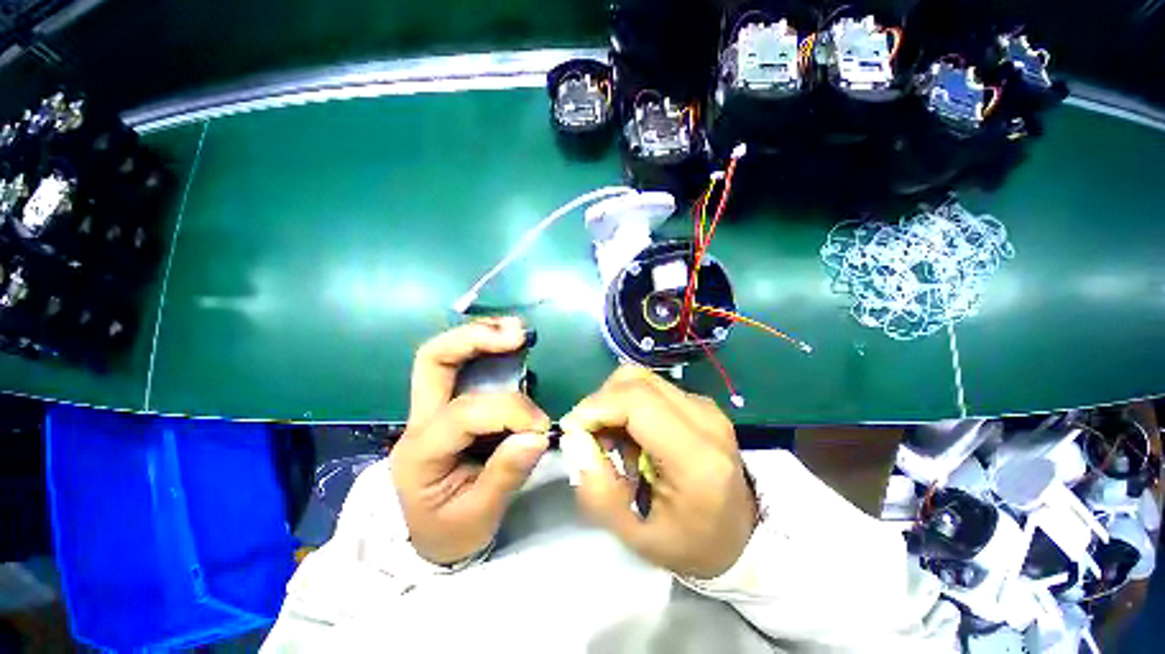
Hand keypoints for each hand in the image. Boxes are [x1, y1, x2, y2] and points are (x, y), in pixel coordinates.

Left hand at [390, 317, 550, 564]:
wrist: (424, 535)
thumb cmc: (448, 530)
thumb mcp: (478, 517)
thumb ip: (506, 475)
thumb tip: (538, 435)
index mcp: (422, 451)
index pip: (466, 413)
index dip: (510, 412)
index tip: (543, 428)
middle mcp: (420, 419)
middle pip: (433, 359)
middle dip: (474, 339)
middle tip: (516, 334)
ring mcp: (432, 407)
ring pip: (444, 354)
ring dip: (481, 334)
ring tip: (517, 330)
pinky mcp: (449, 404)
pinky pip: (463, 365)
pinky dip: (486, 347)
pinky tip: (510, 342)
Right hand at [561, 365, 756, 578]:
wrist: (741, 535)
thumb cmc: (690, 545)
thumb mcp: (636, 537)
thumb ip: (598, 494)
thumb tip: (575, 441)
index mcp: (697, 458)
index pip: (637, 402)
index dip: (596, 407)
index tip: (573, 430)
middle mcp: (705, 419)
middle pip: (636, 380)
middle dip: (601, 402)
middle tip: (591, 439)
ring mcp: (705, 406)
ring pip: (640, 378)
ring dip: (614, 403)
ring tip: (613, 442)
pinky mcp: (699, 402)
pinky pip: (651, 387)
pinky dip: (628, 404)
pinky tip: (632, 437)